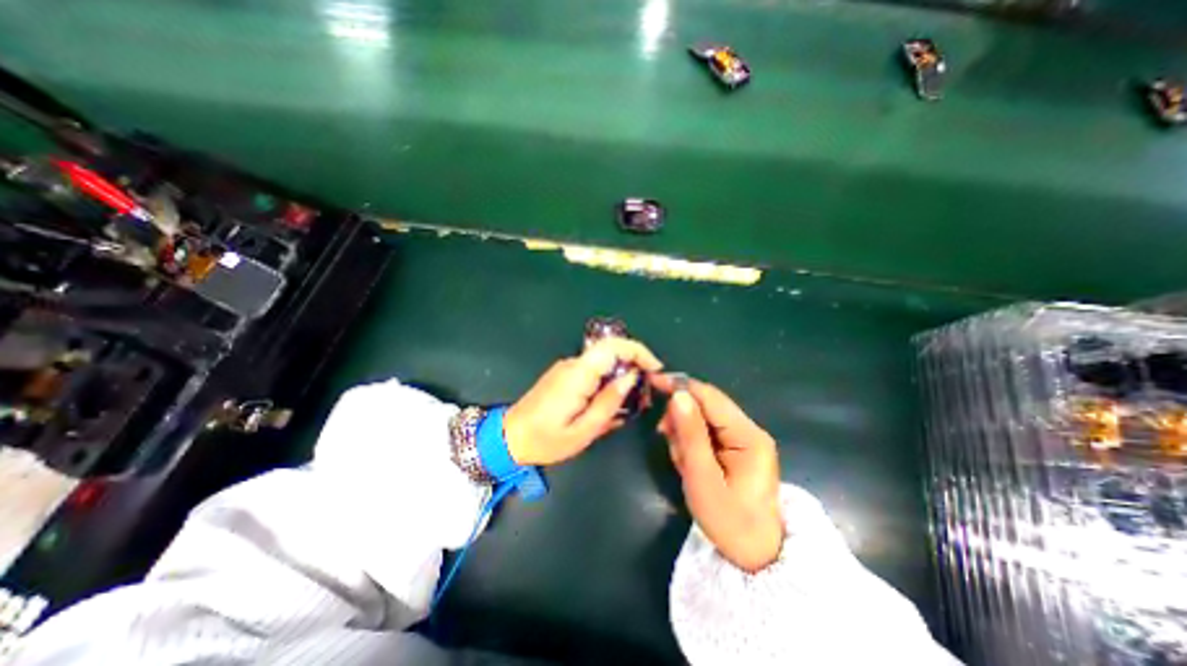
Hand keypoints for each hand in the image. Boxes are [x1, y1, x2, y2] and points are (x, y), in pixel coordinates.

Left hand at [501, 339, 664, 467]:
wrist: (509, 437)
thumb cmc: (546, 440)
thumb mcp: (584, 430)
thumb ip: (610, 402)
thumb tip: (631, 377)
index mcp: (577, 375)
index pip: (612, 346)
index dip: (638, 351)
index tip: (655, 368)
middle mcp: (573, 364)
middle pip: (610, 352)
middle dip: (633, 365)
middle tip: (645, 392)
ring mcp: (567, 368)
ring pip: (603, 362)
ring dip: (621, 376)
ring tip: (630, 403)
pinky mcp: (564, 374)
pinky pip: (593, 371)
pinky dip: (607, 382)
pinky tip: (609, 404)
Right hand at [652, 375, 786, 572]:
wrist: (755, 555)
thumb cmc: (729, 522)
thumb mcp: (703, 479)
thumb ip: (690, 435)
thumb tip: (677, 395)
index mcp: (748, 436)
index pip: (710, 397)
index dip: (680, 386)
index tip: (652, 382)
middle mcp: (748, 430)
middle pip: (705, 405)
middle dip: (681, 419)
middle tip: (669, 443)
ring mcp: (743, 438)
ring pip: (702, 418)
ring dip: (684, 434)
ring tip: (684, 463)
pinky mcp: (735, 447)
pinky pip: (705, 432)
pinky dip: (691, 443)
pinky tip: (690, 463)